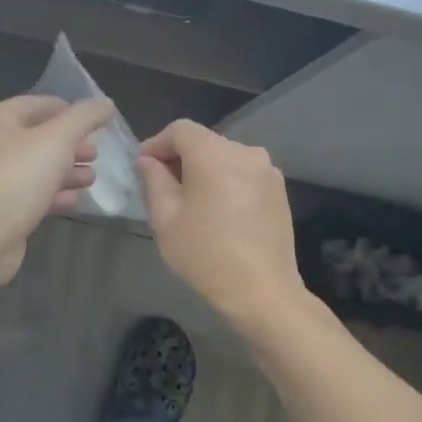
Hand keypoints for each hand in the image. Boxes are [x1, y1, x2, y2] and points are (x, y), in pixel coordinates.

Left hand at [0, 94, 114, 288]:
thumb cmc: (19, 175)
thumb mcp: (59, 138)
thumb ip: (85, 117)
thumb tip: (106, 104)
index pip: (39, 104)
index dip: (69, 110)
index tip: (96, 122)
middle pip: (40, 137)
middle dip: (71, 144)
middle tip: (96, 153)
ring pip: (38, 168)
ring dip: (67, 171)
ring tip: (92, 178)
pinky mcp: (2, 208)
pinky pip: (33, 194)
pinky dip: (55, 195)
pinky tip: (75, 200)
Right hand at [137, 120, 306, 325]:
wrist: (262, 292)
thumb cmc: (205, 252)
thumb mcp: (165, 216)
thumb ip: (154, 179)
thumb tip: (149, 160)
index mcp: (214, 152)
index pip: (180, 129)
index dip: (157, 143)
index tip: (142, 166)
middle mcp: (245, 152)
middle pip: (204, 142)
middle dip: (180, 158)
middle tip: (161, 185)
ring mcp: (267, 171)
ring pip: (225, 158)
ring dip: (204, 170)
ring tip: (189, 200)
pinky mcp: (279, 191)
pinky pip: (243, 174)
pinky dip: (226, 182)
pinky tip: (218, 211)